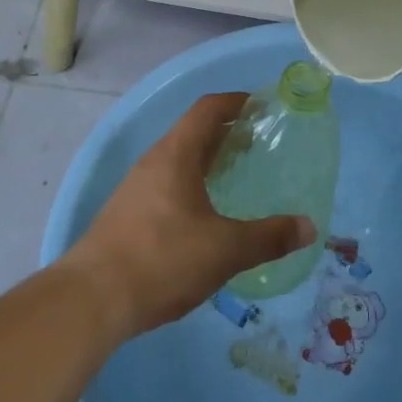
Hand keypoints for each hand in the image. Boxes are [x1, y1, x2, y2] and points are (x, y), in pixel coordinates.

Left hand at [65, 93, 316, 337]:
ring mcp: (135, 189)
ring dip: (207, 162)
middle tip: (259, 146)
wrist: (91, 299)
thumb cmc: (163, 259)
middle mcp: (153, 162)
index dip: (236, 101)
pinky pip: (165, 185)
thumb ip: (269, 237)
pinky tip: (205, 218)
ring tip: (236, 180)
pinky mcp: (126, 215)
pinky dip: (191, 186)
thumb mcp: (225, 250)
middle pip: (193, 133)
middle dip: (226, 134)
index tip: (262, 107)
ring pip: (178, 161)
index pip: (207, 109)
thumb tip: (309, 227)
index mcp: (176, 154)